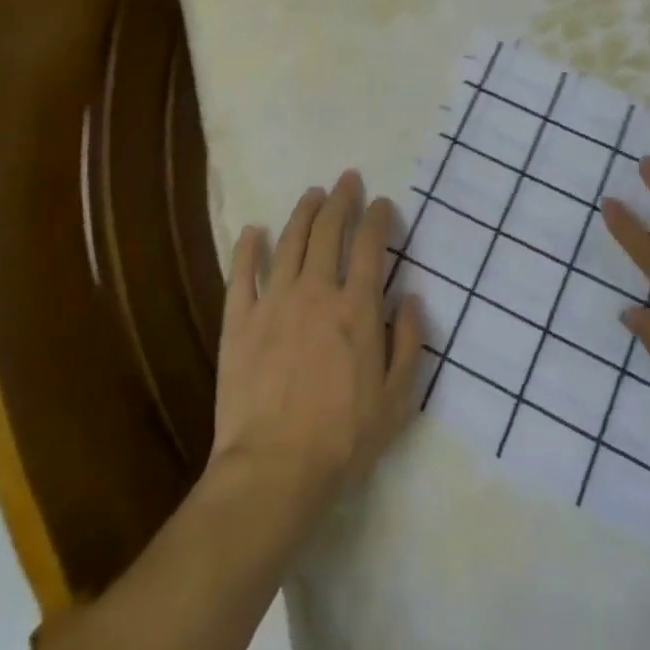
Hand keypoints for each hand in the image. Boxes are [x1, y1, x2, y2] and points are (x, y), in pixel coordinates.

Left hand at [209, 171, 422, 529]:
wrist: (274, 469)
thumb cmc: (343, 438)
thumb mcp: (397, 399)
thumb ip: (409, 343)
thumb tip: (411, 297)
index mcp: (356, 308)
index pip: (370, 246)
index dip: (377, 218)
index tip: (382, 204)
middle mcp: (316, 291)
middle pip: (328, 231)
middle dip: (341, 200)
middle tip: (347, 180)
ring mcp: (273, 302)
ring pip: (289, 241)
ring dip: (303, 212)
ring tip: (313, 193)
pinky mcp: (238, 320)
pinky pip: (242, 273)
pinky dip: (248, 247)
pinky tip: (253, 230)